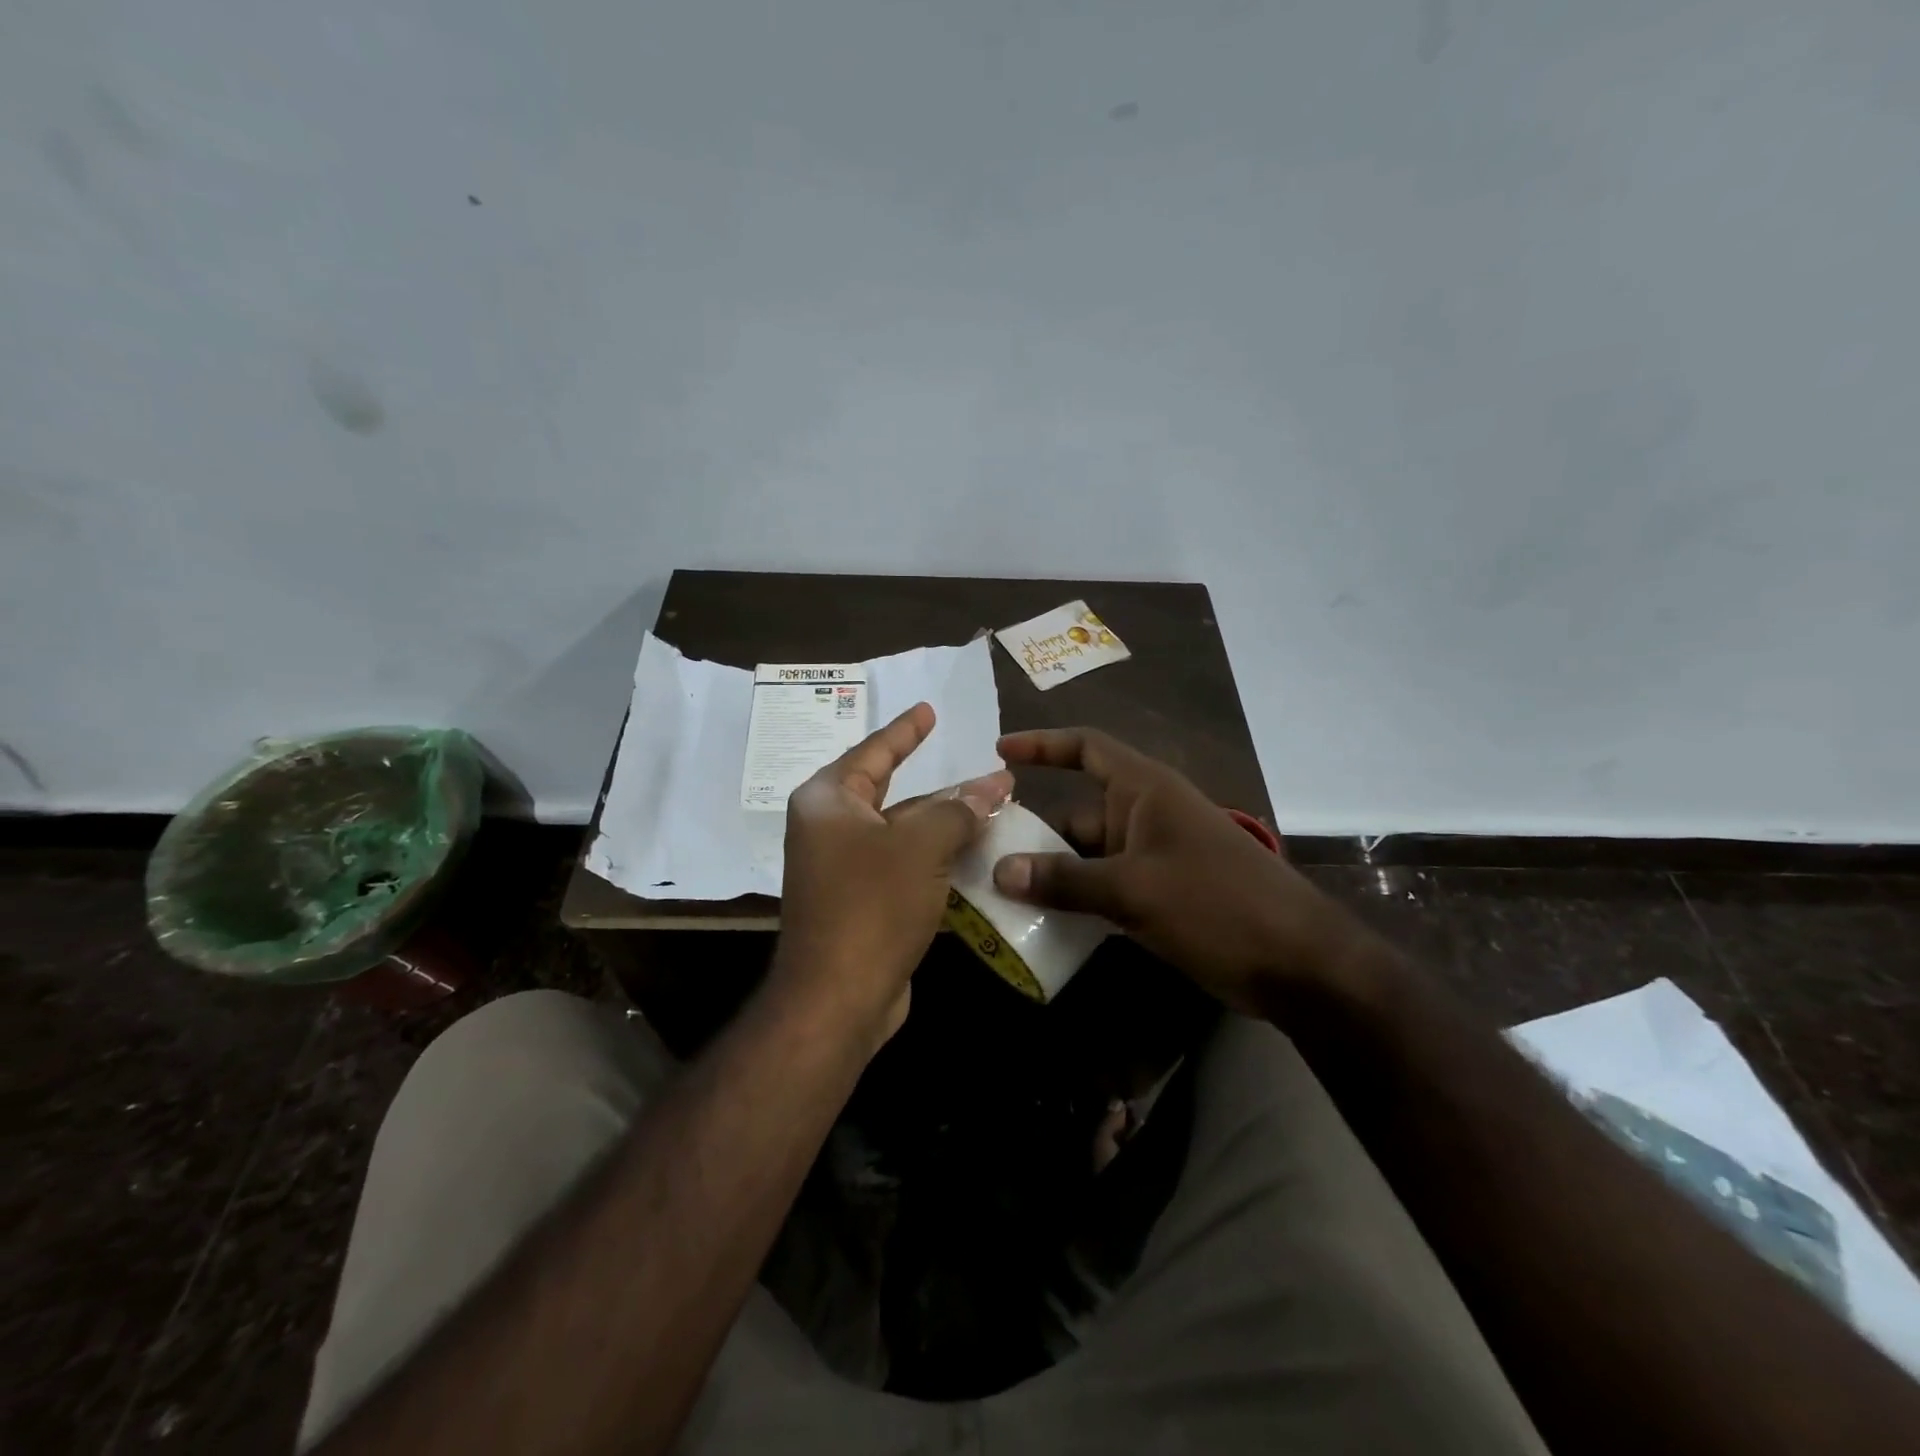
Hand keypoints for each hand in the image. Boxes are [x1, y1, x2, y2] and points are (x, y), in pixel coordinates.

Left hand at [775, 703, 1012, 1049]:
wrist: (838, 998)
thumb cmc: (872, 904)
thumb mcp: (921, 844)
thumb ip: (959, 808)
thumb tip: (994, 785)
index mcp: (829, 802)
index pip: (873, 752)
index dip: (905, 730)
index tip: (928, 709)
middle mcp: (830, 830)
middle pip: (893, 794)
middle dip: (942, 786)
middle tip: (983, 770)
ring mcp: (844, 870)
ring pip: (904, 834)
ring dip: (946, 825)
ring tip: (994, 810)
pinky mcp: (862, 904)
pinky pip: (905, 868)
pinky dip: (938, 860)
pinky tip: (977, 856)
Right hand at [991, 728, 1384, 1016]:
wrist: (1298, 962)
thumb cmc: (1217, 904)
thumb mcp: (1134, 890)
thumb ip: (1065, 880)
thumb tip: (1000, 871)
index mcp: (1145, 790)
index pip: (1087, 748)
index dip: (1043, 744)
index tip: (1000, 752)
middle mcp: (1146, 814)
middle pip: (1078, 809)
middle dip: (1034, 826)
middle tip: (983, 848)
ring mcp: (1155, 856)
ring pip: (1089, 853)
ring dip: (1052, 869)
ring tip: (1000, 889)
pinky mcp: (1162, 893)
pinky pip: (1106, 884)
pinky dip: (1077, 896)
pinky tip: (1044, 919)